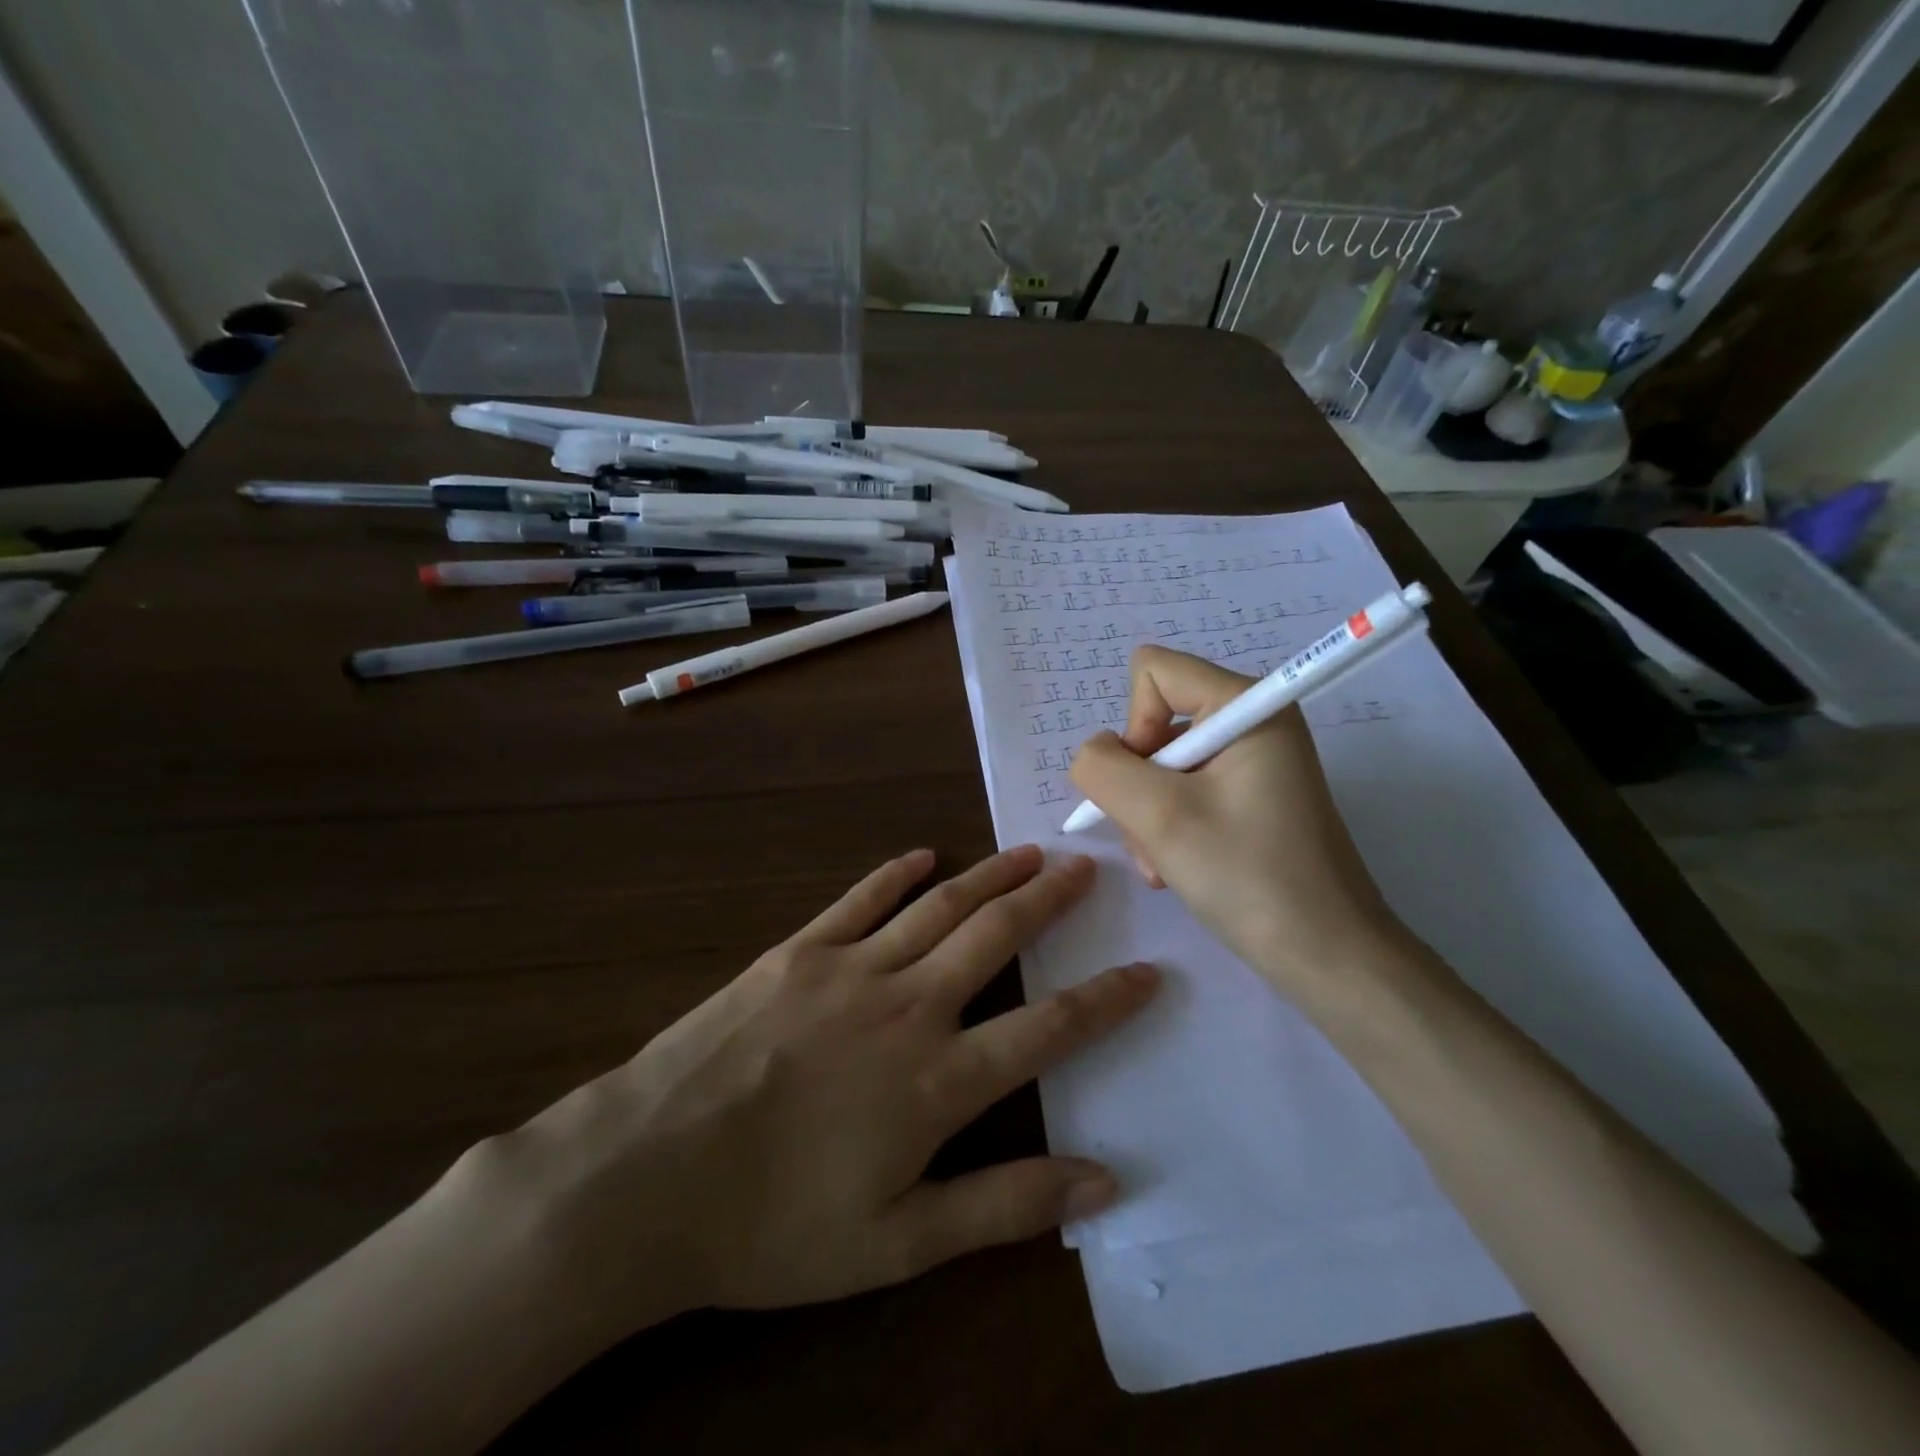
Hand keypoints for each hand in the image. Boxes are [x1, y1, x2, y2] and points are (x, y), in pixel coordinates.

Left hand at [475, 846, 1155, 1340]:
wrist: (649, 1175)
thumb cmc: (774, 1223)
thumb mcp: (897, 1244)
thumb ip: (1003, 1206)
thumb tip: (1102, 1182)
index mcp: (937, 1080)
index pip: (1049, 1029)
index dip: (1106, 1000)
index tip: (1148, 971)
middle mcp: (907, 1006)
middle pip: (996, 938)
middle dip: (1049, 901)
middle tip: (1085, 868)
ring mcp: (850, 968)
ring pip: (939, 906)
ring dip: (989, 875)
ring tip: (1028, 851)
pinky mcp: (798, 951)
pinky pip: (860, 899)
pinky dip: (897, 873)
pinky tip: (923, 854)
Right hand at [1069, 645, 1405, 1004]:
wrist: (1326, 955)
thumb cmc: (1247, 875)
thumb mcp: (1158, 816)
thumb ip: (1103, 767)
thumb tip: (1095, 754)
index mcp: (1247, 705)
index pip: (1153, 671)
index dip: (1133, 724)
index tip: (1152, 783)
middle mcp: (1253, 720)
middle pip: (1155, 722)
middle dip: (1139, 783)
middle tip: (1153, 837)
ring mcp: (1254, 760)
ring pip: (1162, 764)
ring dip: (1148, 814)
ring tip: (1163, 863)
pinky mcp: (1251, 795)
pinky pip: (1185, 790)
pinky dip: (1168, 826)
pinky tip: (1175, 867)